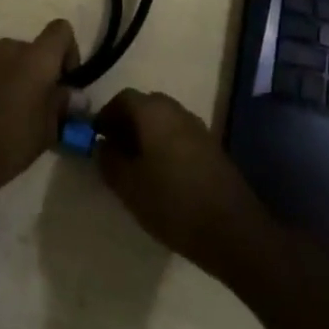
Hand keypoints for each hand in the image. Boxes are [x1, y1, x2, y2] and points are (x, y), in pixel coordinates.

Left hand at [0, 19, 78, 211]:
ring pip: (6, 60)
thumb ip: (62, 104)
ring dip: (11, 77)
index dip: (68, 50)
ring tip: (7, 111)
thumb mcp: (48, 130)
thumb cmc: (11, 142)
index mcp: (37, 58)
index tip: (64, 80)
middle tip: (35, 104)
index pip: (61, 29)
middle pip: (31, 49)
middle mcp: (9, 48)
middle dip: (37, 71)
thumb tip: (71, 94)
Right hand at [95, 89, 274, 279]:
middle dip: (126, 124)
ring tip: (135, 168)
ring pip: (163, 121)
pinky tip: (161, 177)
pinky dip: (164, 146)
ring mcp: (197, 127)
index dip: (106, 116)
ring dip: (146, 136)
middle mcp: (176, 109)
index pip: (123, 98)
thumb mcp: (129, 186)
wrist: (232, 229)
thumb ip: (109, 161)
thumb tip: (102, 145)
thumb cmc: (172, 203)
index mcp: (153, 111)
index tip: (96, 138)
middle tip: (114, 152)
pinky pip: (179, 136)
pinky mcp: (211, 147)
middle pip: (144, 106)